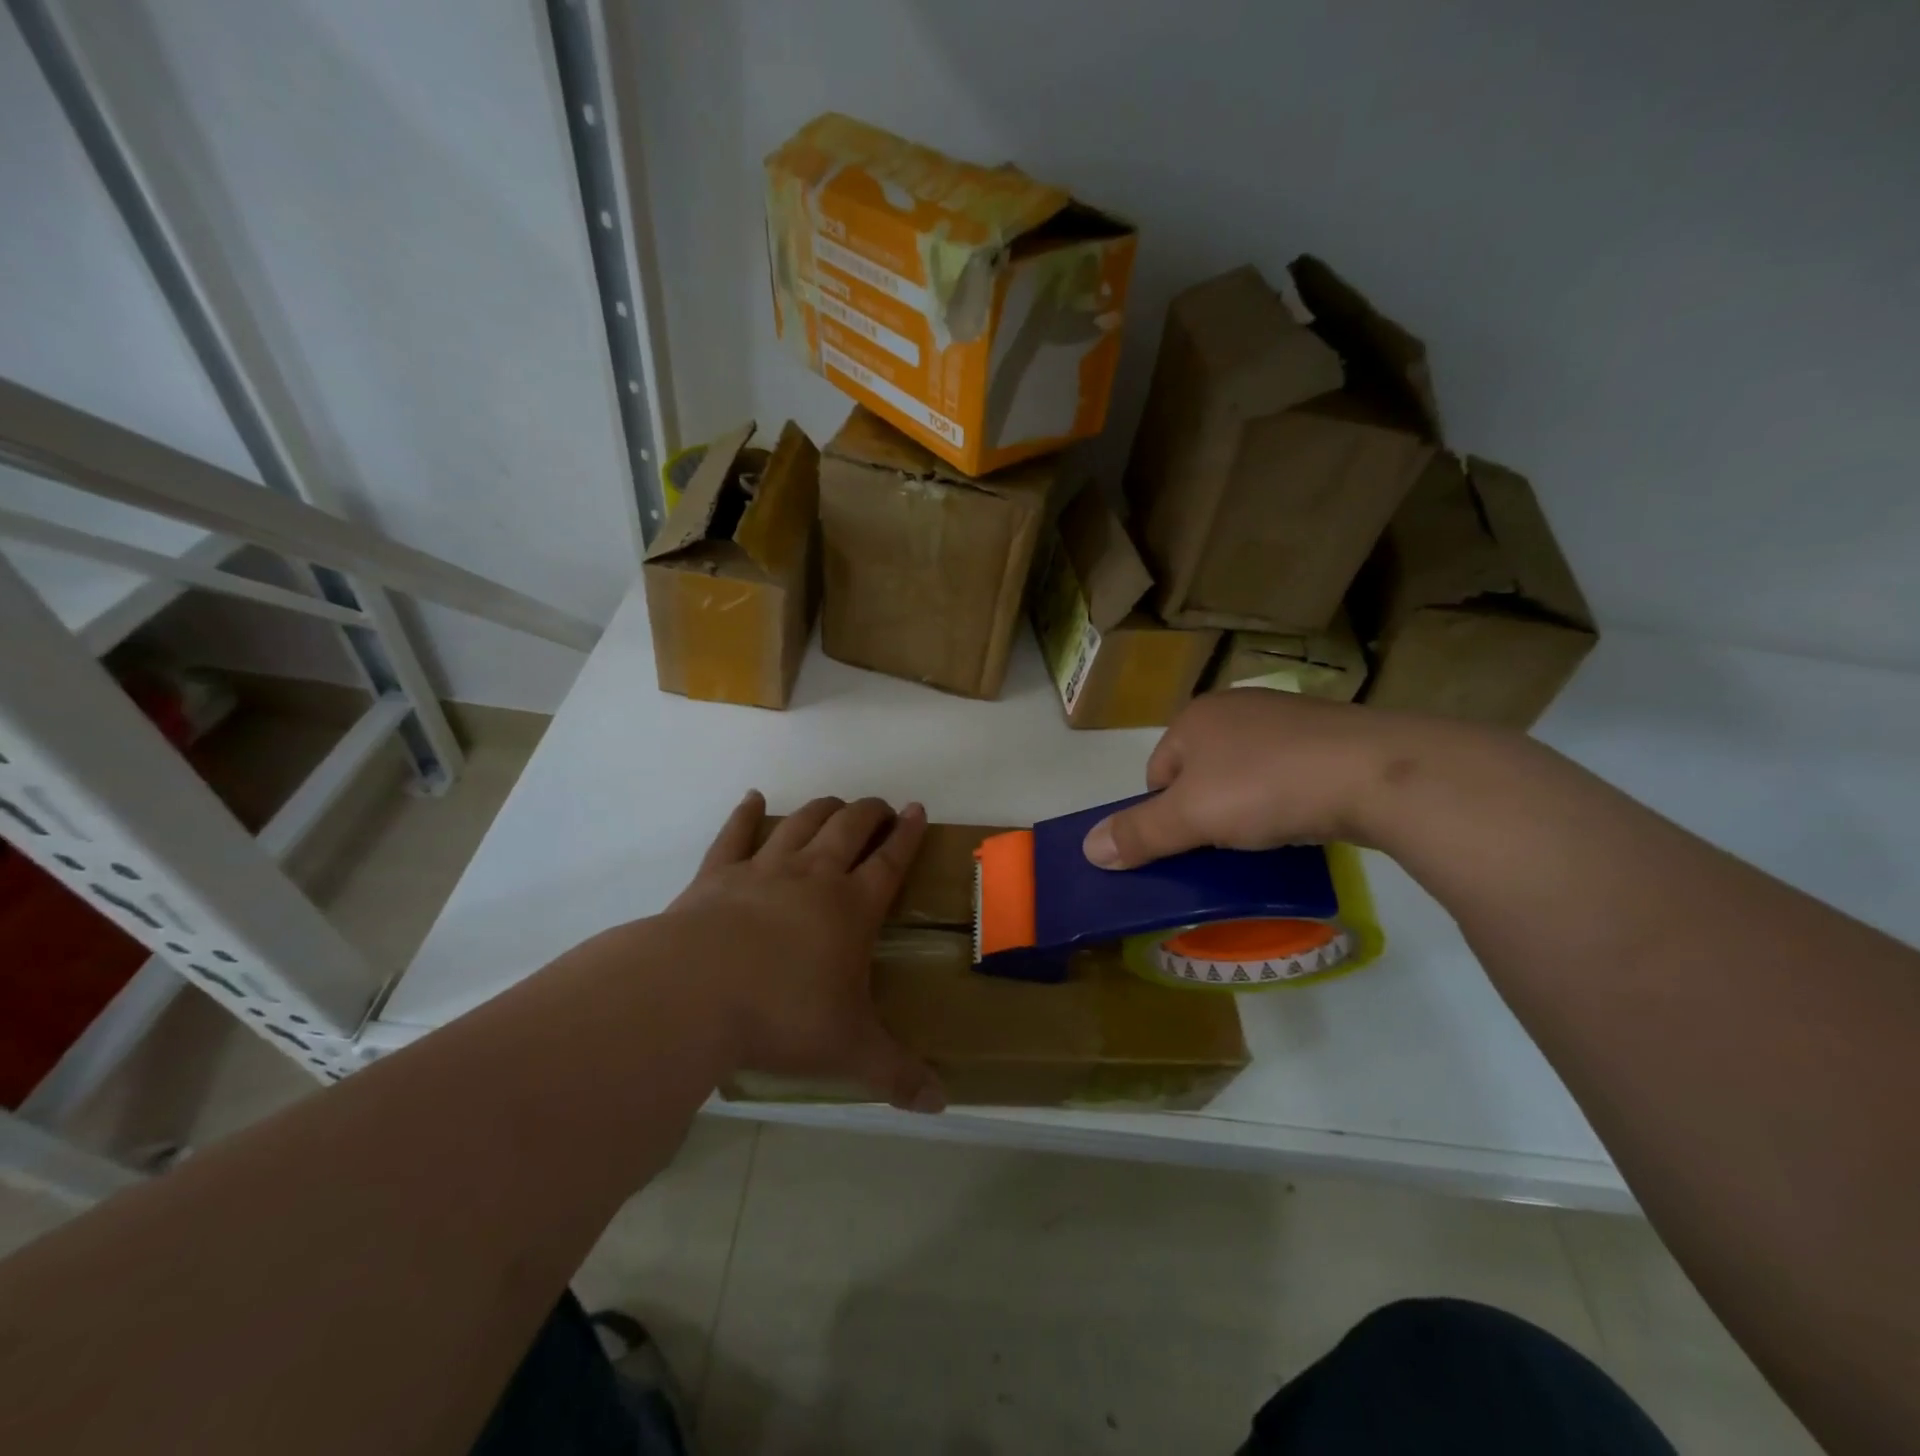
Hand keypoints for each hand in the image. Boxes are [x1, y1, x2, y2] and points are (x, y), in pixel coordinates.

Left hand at [663, 791, 944, 1112]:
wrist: (693, 994)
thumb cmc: (782, 1016)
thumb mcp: (849, 1050)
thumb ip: (897, 1074)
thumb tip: (941, 1105)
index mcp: (851, 907)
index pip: (890, 860)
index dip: (907, 834)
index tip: (916, 809)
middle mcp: (813, 876)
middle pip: (848, 827)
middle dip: (869, 812)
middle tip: (879, 807)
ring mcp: (763, 870)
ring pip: (801, 823)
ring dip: (822, 808)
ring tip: (834, 803)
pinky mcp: (716, 875)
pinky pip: (735, 834)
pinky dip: (745, 813)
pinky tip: (751, 798)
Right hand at [1081, 690, 1465, 868]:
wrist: (1376, 772)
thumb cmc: (1266, 787)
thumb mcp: (1191, 817)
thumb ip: (1138, 833)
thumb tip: (1087, 848)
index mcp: (1195, 718)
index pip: (1156, 772)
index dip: (1163, 814)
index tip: (1189, 844)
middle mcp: (1236, 707)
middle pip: (1200, 772)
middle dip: (1206, 810)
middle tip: (1225, 845)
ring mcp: (1286, 717)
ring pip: (1245, 772)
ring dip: (1247, 806)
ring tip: (1267, 837)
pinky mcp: (1329, 735)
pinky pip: (1287, 772)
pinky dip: (1286, 799)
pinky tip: (1302, 820)